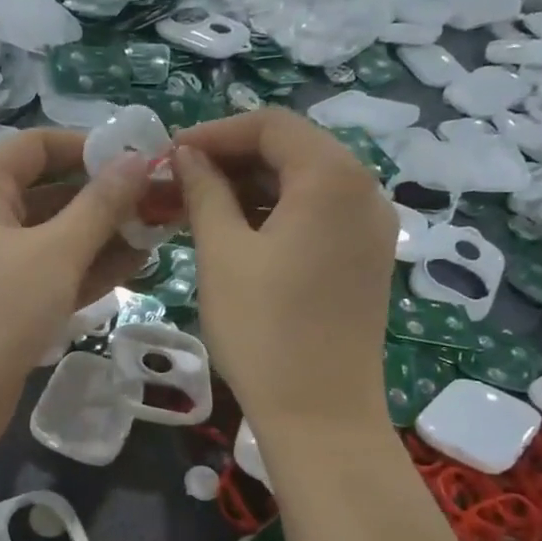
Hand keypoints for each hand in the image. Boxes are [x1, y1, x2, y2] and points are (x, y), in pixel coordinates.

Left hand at [0, 129, 158, 452]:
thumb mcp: (55, 252)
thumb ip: (101, 205)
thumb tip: (135, 160)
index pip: (39, 145)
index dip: (89, 146)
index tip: (140, 158)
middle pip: (51, 191)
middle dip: (106, 196)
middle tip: (163, 200)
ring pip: (56, 237)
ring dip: (105, 234)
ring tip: (160, 232)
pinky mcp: (6, 305)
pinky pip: (52, 273)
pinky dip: (89, 268)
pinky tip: (136, 266)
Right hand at [172, 109, 394, 434]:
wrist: (320, 415)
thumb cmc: (263, 329)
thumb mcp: (222, 253)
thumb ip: (204, 192)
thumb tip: (188, 156)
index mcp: (332, 177)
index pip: (270, 125)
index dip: (215, 132)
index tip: (170, 155)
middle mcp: (364, 191)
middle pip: (292, 150)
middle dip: (231, 160)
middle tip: (179, 183)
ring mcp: (371, 228)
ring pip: (305, 184)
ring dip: (251, 188)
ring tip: (200, 210)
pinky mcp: (367, 260)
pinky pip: (319, 216)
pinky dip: (277, 214)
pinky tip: (238, 235)